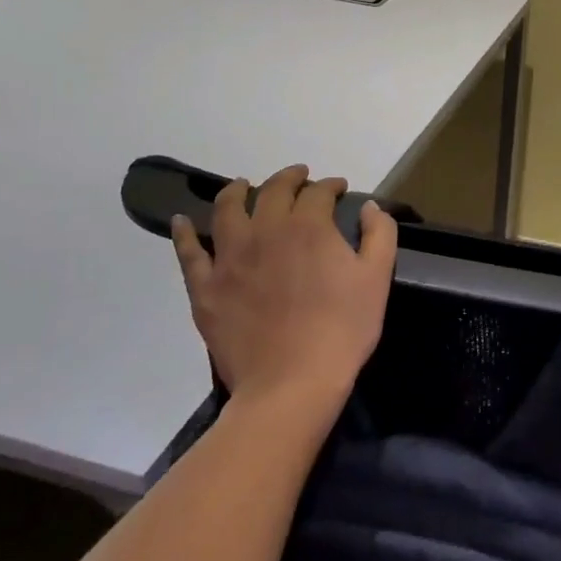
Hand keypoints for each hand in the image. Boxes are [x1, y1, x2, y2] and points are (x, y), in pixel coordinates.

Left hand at [171, 163, 396, 408]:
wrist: (292, 383)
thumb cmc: (342, 329)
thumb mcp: (378, 277)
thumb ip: (379, 233)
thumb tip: (369, 205)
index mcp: (308, 226)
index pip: (318, 192)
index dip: (330, 185)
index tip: (338, 188)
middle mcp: (265, 231)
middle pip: (273, 191)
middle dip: (289, 178)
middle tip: (299, 177)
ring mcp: (229, 258)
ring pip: (227, 209)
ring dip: (236, 191)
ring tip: (242, 185)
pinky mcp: (205, 287)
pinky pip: (188, 252)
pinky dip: (184, 232)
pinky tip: (182, 221)